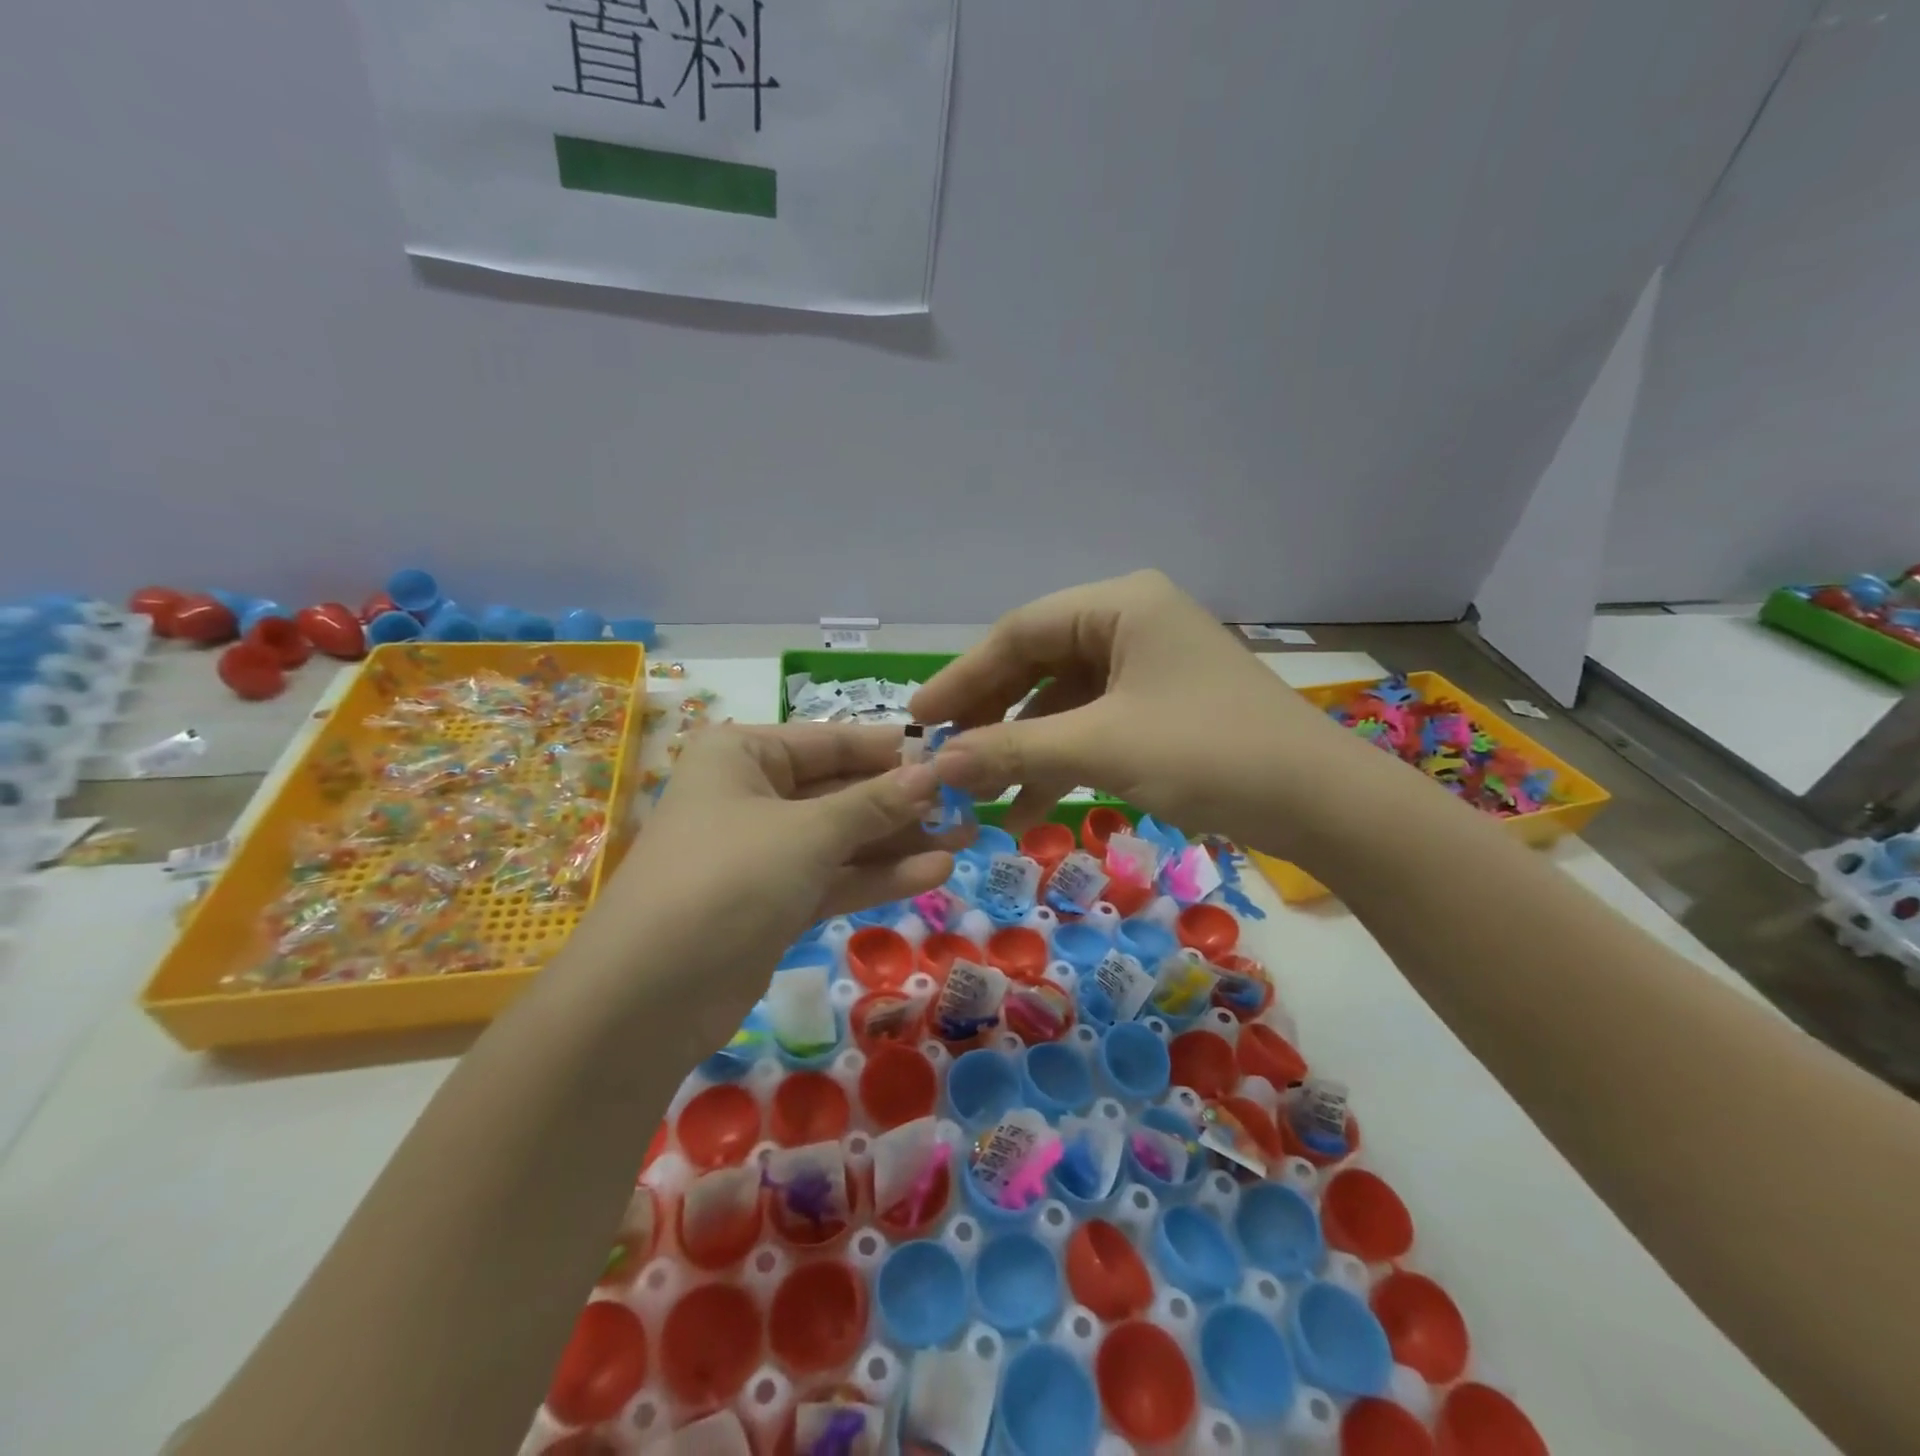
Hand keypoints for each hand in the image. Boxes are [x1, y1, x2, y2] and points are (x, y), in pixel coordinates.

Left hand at [589, 722, 954, 1041]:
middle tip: (968, 805)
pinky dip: (878, 876)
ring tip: (966, 838)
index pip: (832, 741)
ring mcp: (763, 853)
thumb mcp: (808, 833)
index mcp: (744, 755)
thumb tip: (934, 774)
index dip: (892, 751)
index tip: (951, 756)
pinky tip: (934, 872)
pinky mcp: (774, 902)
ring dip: (900, 841)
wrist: (648, 998)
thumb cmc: (728, 879)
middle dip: (902, 802)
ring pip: (843, 838)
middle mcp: (752, 795)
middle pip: (841, 790)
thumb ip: (875, 804)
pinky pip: (834, 878)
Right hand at [910, 570, 1376, 853]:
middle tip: (946, 754)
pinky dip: (1061, 759)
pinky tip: (1030, 804)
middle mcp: (1132, 621)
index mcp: (1120, 604)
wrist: (1320, 802)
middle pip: (1038, 662)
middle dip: (993, 714)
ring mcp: (1149, 665)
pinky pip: (1093, 723)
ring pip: (1063, 699)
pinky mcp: (1161, 705)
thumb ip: (1013, 751)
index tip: (920, 717)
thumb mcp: (1101, 748)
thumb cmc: (1208, 753)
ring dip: (1024, 746)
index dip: (964, 676)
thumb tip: (936, 764)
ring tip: (981, 792)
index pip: (1019, 631)